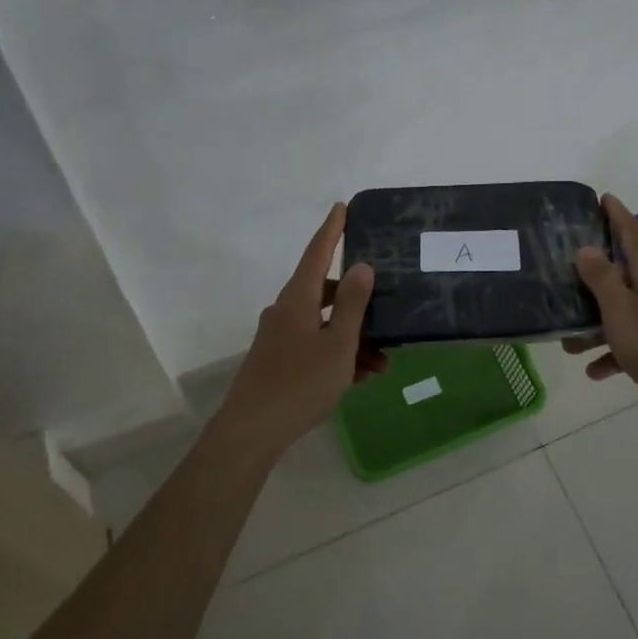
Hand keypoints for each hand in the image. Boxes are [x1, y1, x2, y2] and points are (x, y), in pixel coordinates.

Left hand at [214, 203, 387, 454]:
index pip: (317, 253)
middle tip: (385, 307)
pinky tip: (360, 376)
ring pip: (323, 325)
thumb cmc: (300, 384)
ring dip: (353, 337)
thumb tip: (361, 266)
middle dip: (356, 301)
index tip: (341, 207)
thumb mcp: (337, 345)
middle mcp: (285, 312)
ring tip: (382, 361)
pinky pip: (315, 346)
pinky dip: (338, 354)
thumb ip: (351, 304)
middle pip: (324, 292)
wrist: (252, 431)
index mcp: (297, 300)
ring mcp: (279, 338)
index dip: (331, 230)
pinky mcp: (278, 361)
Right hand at [566, 193, 637, 425]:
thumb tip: (586, 248)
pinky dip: (611, 354)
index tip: (603, 197)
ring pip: (621, 313)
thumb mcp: (621, 311)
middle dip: (594, 273)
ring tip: (567, 341)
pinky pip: (629, 344)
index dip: (617, 214)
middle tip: (566, 268)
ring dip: (594, 324)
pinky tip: (593, 371)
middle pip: (623, 273)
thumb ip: (602, 279)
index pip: (632, 233)